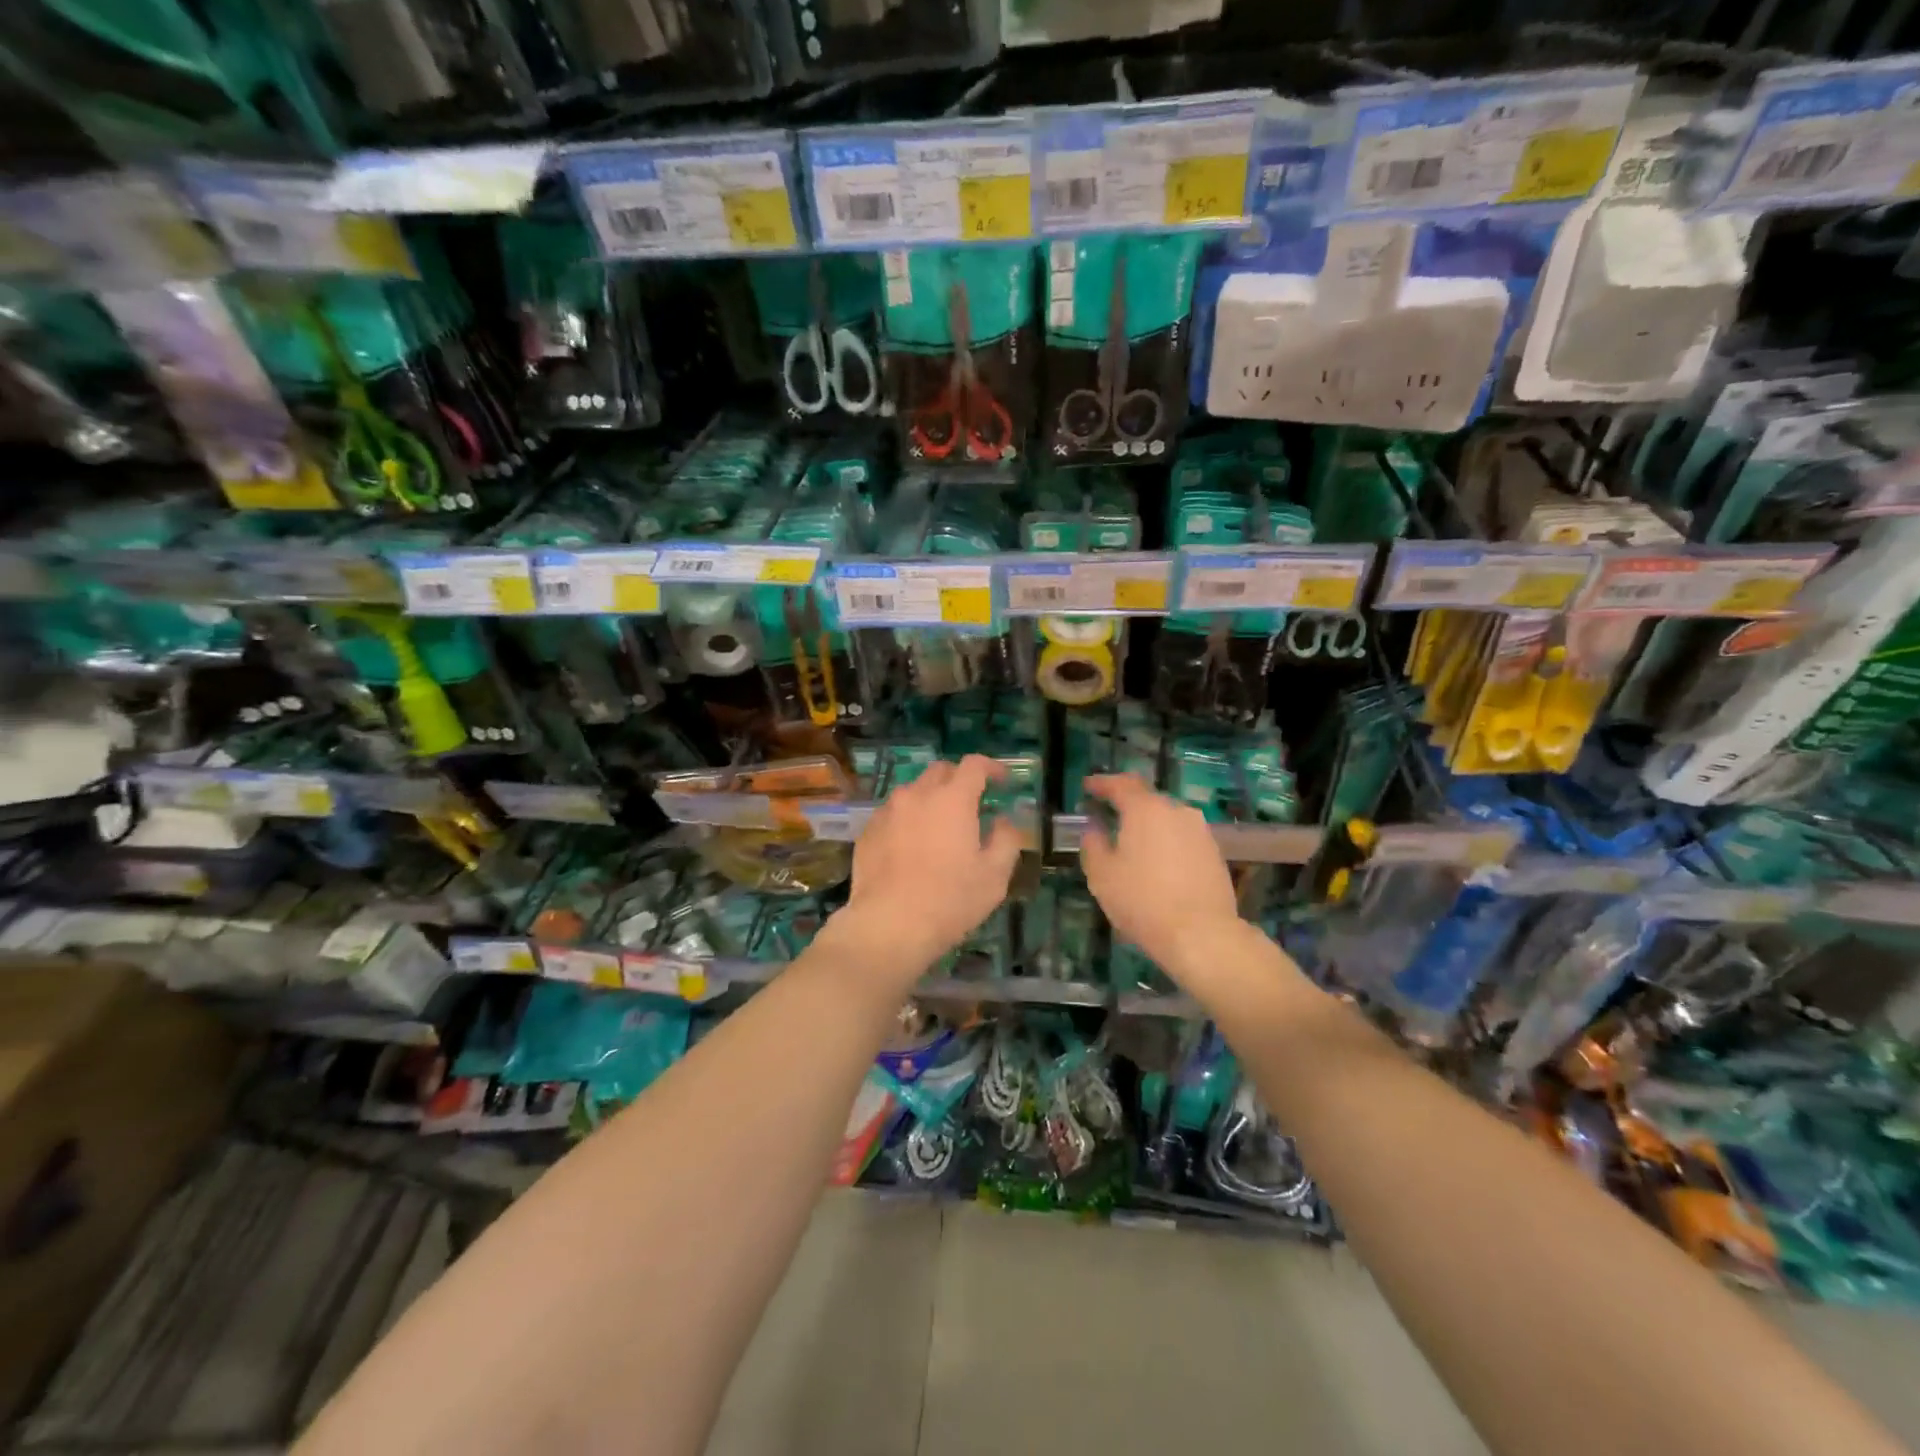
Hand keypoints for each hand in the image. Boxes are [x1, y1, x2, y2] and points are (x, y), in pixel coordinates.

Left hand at [837, 755, 1023, 975]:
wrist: (889, 925)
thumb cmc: (951, 900)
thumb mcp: (995, 875)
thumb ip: (1006, 839)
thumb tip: (1003, 820)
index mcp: (953, 799)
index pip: (974, 764)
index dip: (991, 767)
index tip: (1002, 781)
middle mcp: (917, 795)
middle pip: (940, 771)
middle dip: (959, 779)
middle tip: (971, 803)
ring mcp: (887, 811)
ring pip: (913, 792)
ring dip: (930, 799)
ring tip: (938, 827)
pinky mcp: (867, 831)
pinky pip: (892, 814)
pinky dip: (907, 820)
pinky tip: (911, 846)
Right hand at [1081, 774, 1243, 980]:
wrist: (1201, 935)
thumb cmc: (1142, 901)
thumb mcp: (1102, 874)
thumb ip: (1093, 844)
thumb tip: (1093, 828)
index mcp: (1145, 809)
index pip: (1121, 784)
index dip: (1102, 783)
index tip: (1088, 786)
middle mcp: (1177, 811)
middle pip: (1148, 799)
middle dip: (1127, 804)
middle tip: (1109, 815)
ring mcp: (1200, 832)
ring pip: (1168, 819)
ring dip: (1149, 826)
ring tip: (1133, 843)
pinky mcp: (1214, 854)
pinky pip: (1183, 838)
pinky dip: (1167, 843)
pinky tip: (1158, 864)